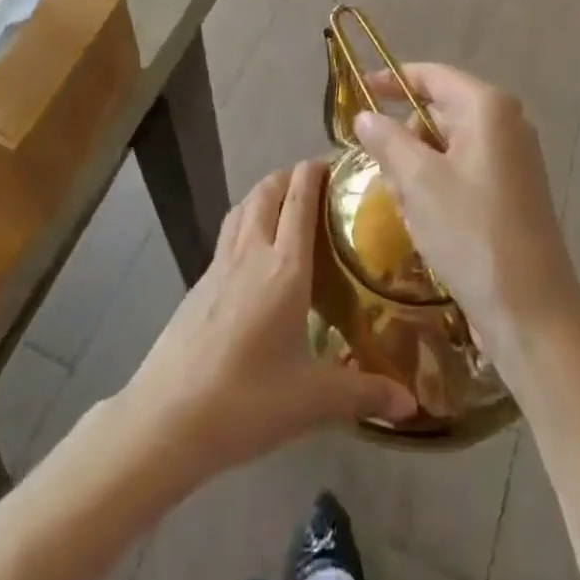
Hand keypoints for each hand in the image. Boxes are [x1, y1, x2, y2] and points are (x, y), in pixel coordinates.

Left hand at [120, 161, 416, 479]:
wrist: (167, 418)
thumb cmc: (247, 401)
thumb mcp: (312, 401)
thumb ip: (364, 393)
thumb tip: (413, 403)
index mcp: (284, 267)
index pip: (301, 199)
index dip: (316, 172)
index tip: (336, 162)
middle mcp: (252, 252)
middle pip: (268, 191)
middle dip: (290, 176)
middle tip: (316, 183)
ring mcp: (220, 264)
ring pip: (243, 206)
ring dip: (264, 192)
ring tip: (284, 201)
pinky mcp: (199, 282)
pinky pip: (228, 232)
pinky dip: (245, 220)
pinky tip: (252, 249)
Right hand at [355, 64, 579, 360]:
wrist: (533, 317)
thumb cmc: (472, 235)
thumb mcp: (418, 182)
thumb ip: (387, 139)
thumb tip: (365, 115)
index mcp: (488, 108)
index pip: (432, 76)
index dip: (392, 80)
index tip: (358, 91)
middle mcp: (507, 124)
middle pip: (439, 111)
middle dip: (404, 137)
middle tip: (377, 168)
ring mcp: (514, 160)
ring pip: (447, 146)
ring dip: (418, 169)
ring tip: (403, 206)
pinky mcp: (513, 193)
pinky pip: (463, 172)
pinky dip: (438, 188)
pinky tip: (424, 223)